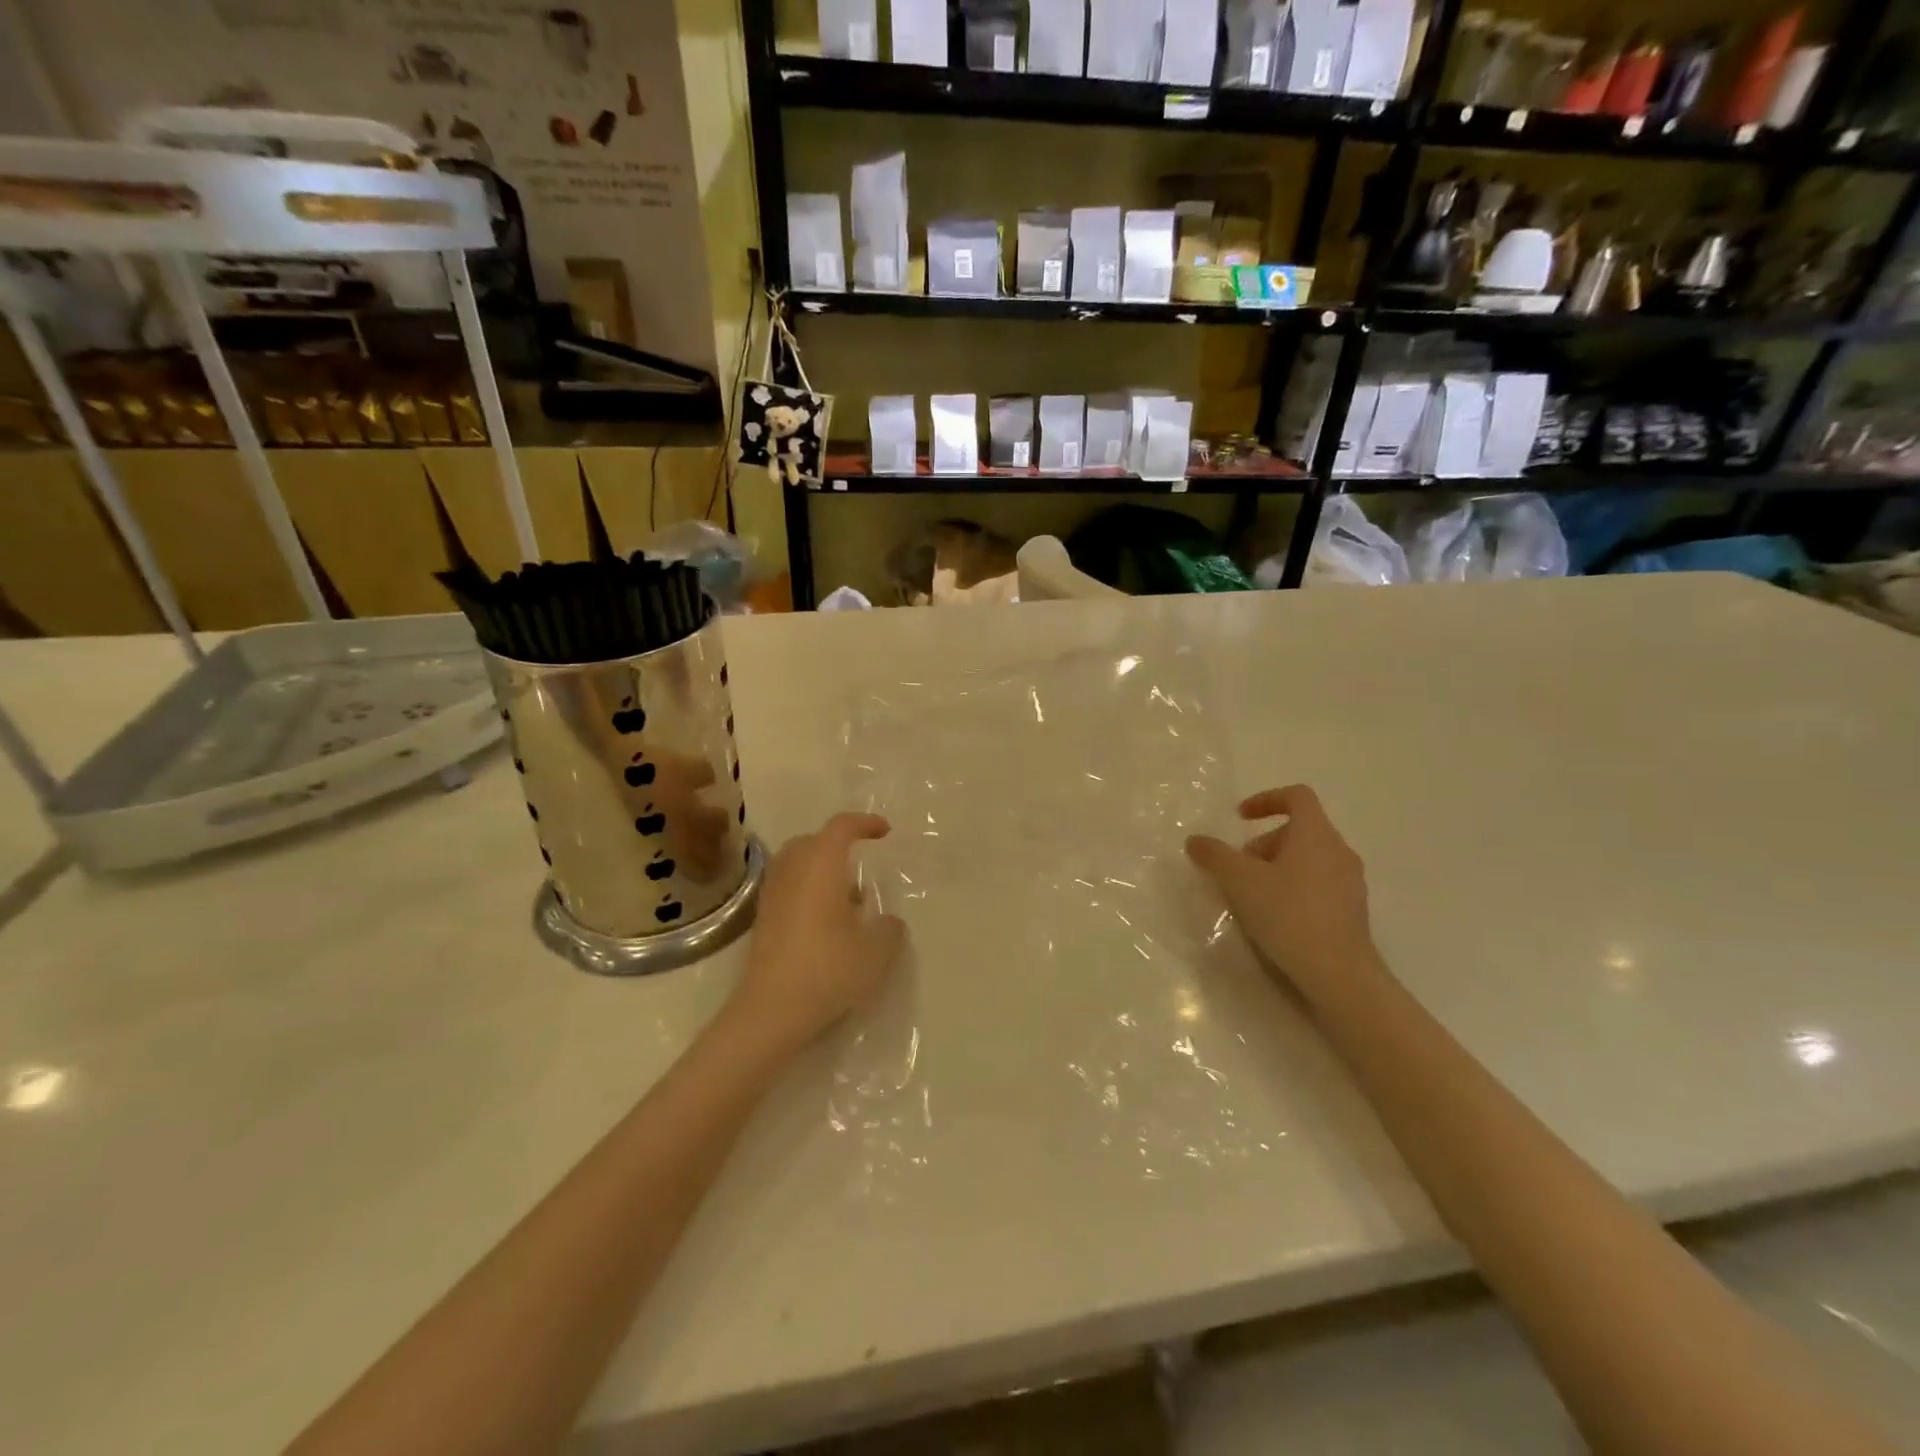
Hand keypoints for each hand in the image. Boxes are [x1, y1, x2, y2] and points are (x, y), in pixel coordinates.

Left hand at [726, 813, 905, 1056]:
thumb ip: (889, 930)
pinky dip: (807, 890)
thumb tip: (888, 921)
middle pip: (812, 841)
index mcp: (821, 866)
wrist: (771, 1010)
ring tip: (847, 898)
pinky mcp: (763, 920)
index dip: (864, 823)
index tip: (884, 832)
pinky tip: (827, 922)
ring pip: (796, 864)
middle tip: (861, 862)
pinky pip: (788, 887)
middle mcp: (792, 872)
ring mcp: (772, 895)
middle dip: (838, 844)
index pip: (841, 828)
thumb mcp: (876, 953)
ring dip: (821, 869)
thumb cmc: (828, 970)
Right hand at [1186, 785, 1379, 1004]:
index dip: (1266, 799)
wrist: (1340, 974)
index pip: (1297, 796)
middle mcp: (1339, 850)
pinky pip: (1319, 884)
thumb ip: (1215, 856)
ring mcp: (1351, 882)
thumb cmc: (1288, 915)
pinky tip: (1276, 917)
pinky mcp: (1353, 910)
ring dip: (1277, 866)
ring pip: (1309, 859)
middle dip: (1264, 843)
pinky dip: (1294, 887)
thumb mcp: (1240, 881)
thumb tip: (1196, 840)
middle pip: (1300, 830)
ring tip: (1253, 895)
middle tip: (1239, 868)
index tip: (1240, 818)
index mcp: (1315, 834)